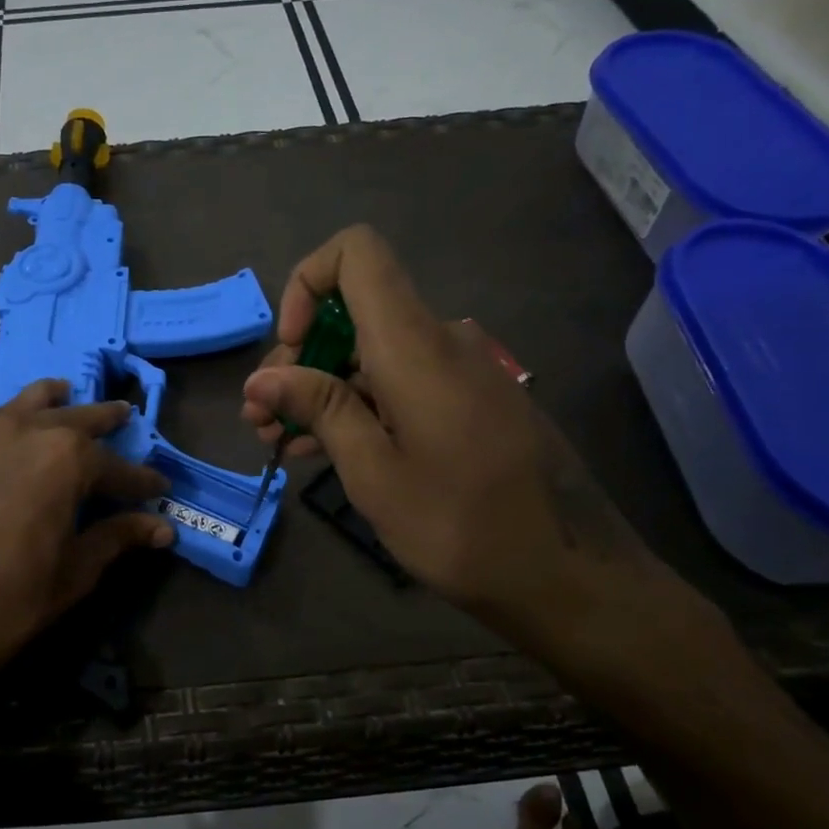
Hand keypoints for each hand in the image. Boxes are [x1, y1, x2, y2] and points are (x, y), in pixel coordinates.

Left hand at [0, 380, 173, 697]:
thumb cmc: (6, 602)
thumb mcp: (74, 573)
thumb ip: (117, 538)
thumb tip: (162, 528)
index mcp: (64, 458)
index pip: (116, 466)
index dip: (140, 480)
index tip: (159, 487)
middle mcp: (21, 430)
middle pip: (73, 417)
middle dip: (103, 419)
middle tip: (123, 415)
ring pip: (22, 405)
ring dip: (51, 403)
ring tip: (63, 396)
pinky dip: (5, 425)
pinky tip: (4, 441)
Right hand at [241, 226, 664, 639]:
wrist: (568, 575)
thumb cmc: (461, 525)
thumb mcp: (373, 471)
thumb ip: (319, 409)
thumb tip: (262, 376)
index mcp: (415, 345)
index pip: (357, 254)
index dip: (307, 284)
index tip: (291, 349)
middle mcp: (440, 341)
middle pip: (354, 312)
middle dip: (298, 358)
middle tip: (261, 419)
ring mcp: (458, 373)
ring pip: (370, 355)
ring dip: (318, 390)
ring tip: (276, 441)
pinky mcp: (467, 403)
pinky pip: (399, 383)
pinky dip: (355, 406)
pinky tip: (318, 451)